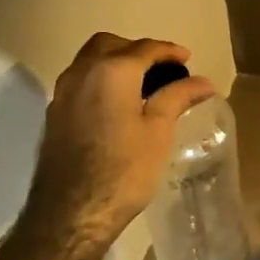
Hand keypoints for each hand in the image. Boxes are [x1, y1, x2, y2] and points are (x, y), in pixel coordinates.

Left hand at [30, 33, 217, 250]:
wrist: (70, 215)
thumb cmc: (124, 170)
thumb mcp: (159, 131)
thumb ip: (178, 97)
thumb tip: (204, 81)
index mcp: (111, 71)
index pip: (144, 48)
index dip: (169, 51)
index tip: (188, 59)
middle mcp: (82, 73)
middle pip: (110, 45)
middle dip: (137, 50)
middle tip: (162, 68)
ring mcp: (63, 94)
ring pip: (90, 61)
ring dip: (116, 62)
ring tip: (143, 84)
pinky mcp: (54, 115)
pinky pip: (81, 81)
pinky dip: (101, 80)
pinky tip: (118, 104)